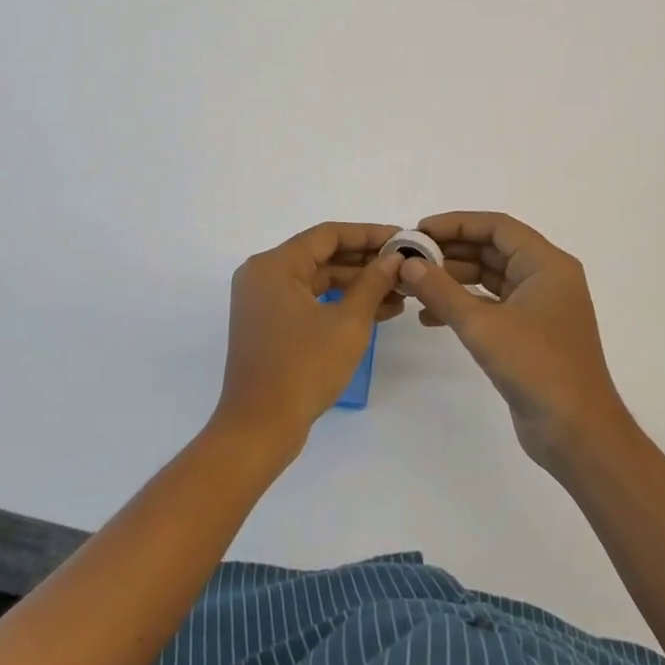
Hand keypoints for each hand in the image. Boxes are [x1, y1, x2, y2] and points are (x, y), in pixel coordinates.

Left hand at [213, 223, 404, 456]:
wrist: (259, 429)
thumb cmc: (303, 369)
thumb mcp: (348, 323)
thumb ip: (373, 283)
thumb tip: (394, 258)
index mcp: (275, 265)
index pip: (328, 235)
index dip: (368, 235)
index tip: (401, 238)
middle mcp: (263, 274)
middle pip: (321, 255)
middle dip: (365, 263)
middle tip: (404, 266)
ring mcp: (263, 300)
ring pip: (317, 280)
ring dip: (356, 285)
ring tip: (399, 294)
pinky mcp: (268, 323)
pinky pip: (308, 300)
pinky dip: (338, 303)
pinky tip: (376, 312)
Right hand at [403, 212, 632, 470]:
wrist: (577, 434)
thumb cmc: (537, 368)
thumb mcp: (483, 326)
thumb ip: (442, 291)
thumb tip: (407, 264)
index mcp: (546, 264)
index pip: (497, 226)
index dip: (457, 224)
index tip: (419, 232)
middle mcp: (546, 278)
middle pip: (492, 250)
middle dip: (450, 253)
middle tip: (410, 259)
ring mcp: (539, 307)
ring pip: (490, 279)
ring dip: (453, 280)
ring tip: (413, 286)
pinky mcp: (530, 334)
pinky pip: (492, 306)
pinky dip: (463, 306)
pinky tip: (430, 318)